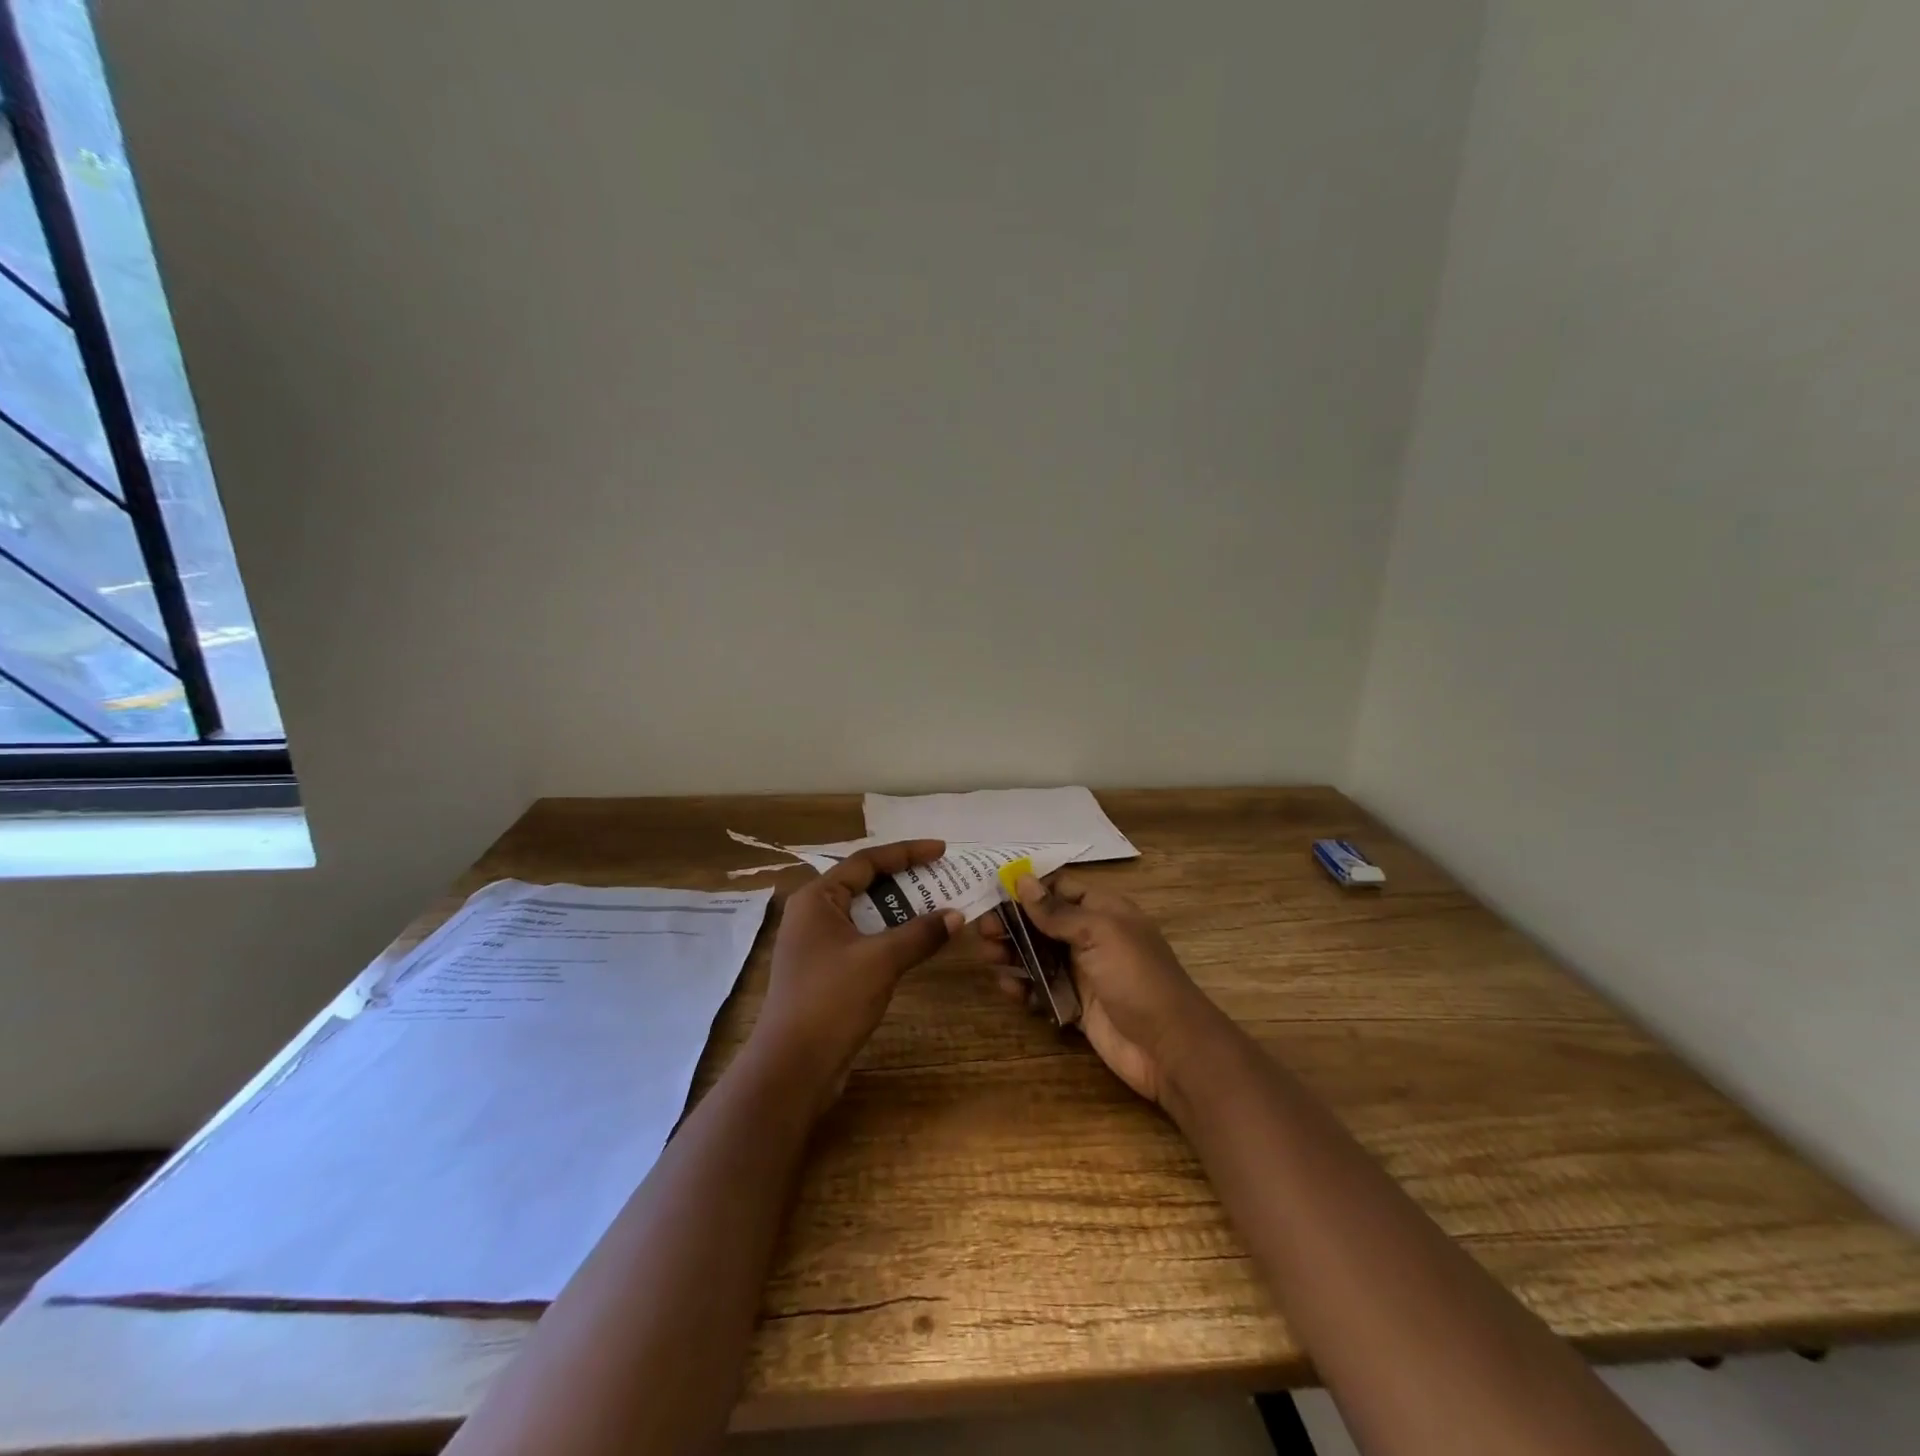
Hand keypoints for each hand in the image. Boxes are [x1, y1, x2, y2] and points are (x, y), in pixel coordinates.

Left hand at [749, 839, 962, 1115]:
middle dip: (906, 881)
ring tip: (938, 907)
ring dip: (901, 910)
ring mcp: (817, 944)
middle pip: (865, 884)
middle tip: (943, 878)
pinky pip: (864, 939)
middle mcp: (813, 914)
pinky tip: (916, 942)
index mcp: (817, 898)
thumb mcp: (881, 960)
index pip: (866, 861)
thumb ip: (920, 933)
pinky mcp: (826, 970)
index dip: (906, 852)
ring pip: (866, 914)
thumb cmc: (832, 1000)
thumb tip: (956, 915)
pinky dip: (891, 935)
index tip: (942, 851)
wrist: (793, 1066)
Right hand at [976, 875, 1222, 1104]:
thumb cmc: (1136, 977)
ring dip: (1012, 953)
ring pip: (1038, 955)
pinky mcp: (1076, 1005)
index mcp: (1104, 911)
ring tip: (988, 955)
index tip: (993, 891)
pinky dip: (1023, 986)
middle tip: (982, 930)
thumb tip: (1022, 880)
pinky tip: (1007, 987)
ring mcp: (1083, 972)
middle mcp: (1091, 937)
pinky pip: (1042, 989)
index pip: (1060, 889)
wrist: (1168, 1047)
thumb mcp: (1099, 933)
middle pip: (1043, 922)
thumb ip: (1057, 911)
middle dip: (1013, 923)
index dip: (1028, 889)